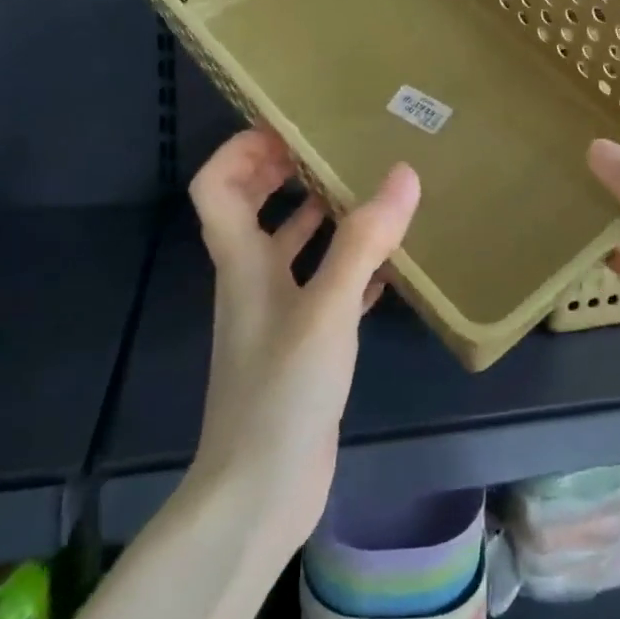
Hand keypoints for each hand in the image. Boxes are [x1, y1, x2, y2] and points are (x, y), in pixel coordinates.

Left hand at [187, 129, 420, 552]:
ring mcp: (277, 317)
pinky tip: (389, 265)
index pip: (215, 187)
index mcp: (242, 262)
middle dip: (281, 173)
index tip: (288, 127)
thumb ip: (364, 242)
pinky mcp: (303, 348)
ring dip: (321, 218)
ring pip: (293, 250)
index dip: (241, 149)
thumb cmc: (282, 391)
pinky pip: (324, 290)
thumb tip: (404, 174)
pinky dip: (349, 268)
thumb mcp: (326, 309)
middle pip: (250, 210)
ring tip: (369, 193)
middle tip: (331, 149)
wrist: (261, 491)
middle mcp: (253, 281)